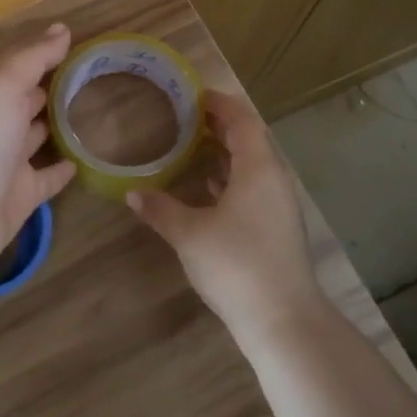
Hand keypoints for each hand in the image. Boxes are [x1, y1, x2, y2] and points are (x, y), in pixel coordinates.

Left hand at [0, 24, 78, 272]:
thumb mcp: (3, 86)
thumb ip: (33, 59)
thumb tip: (62, 28)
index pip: (13, 69)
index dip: (38, 55)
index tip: (70, 42)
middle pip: (21, 103)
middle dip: (44, 89)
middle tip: (83, 76)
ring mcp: (7, 164)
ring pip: (34, 139)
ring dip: (53, 127)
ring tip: (86, 113)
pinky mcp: (22, 197)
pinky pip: (47, 179)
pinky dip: (61, 170)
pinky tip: (82, 161)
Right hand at [126, 90, 324, 339]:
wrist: (283, 321)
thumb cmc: (236, 265)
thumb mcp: (189, 235)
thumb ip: (160, 210)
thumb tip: (133, 194)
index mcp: (258, 167)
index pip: (241, 119)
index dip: (218, 103)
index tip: (190, 95)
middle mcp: (273, 179)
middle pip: (249, 138)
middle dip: (218, 125)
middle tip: (183, 118)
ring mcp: (279, 205)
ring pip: (252, 165)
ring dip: (224, 152)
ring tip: (190, 146)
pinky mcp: (276, 227)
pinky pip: (253, 187)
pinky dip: (230, 178)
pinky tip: (207, 189)